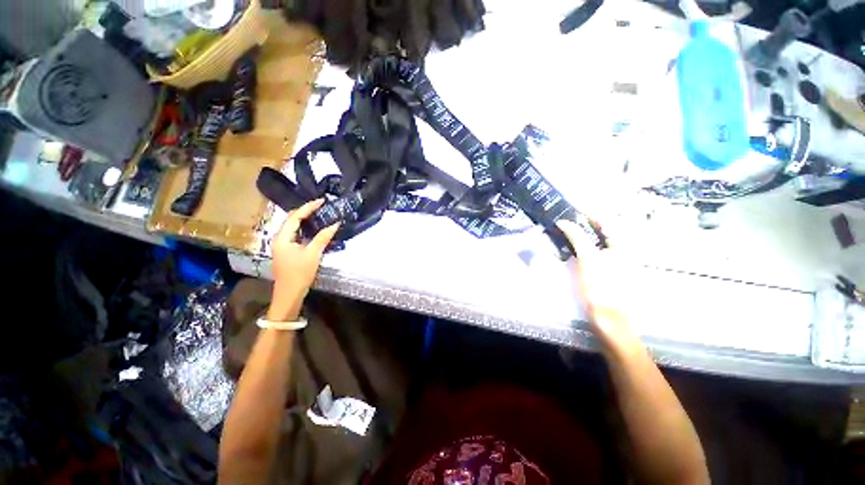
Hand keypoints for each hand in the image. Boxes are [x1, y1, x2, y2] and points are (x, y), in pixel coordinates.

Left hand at [268, 199, 339, 319]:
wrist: (288, 296)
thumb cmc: (299, 275)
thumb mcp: (312, 255)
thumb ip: (323, 237)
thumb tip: (335, 223)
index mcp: (283, 236)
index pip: (296, 215)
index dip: (309, 207)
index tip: (322, 201)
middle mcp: (279, 237)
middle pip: (292, 219)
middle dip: (306, 211)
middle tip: (321, 206)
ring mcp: (280, 245)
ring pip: (292, 227)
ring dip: (304, 220)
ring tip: (318, 214)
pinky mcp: (284, 251)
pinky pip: (293, 234)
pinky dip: (302, 229)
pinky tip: (312, 229)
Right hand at [556, 219, 634, 346]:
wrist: (612, 325)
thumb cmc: (602, 290)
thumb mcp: (588, 260)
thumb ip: (577, 237)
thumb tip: (564, 221)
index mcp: (622, 242)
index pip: (604, 218)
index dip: (585, 213)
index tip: (567, 212)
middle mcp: (625, 250)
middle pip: (602, 232)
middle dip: (583, 227)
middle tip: (564, 227)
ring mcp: (621, 265)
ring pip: (600, 246)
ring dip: (584, 241)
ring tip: (566, 242)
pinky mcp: (615, 278)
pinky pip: (600, 259)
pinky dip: (588, 255)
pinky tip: (576, 261)